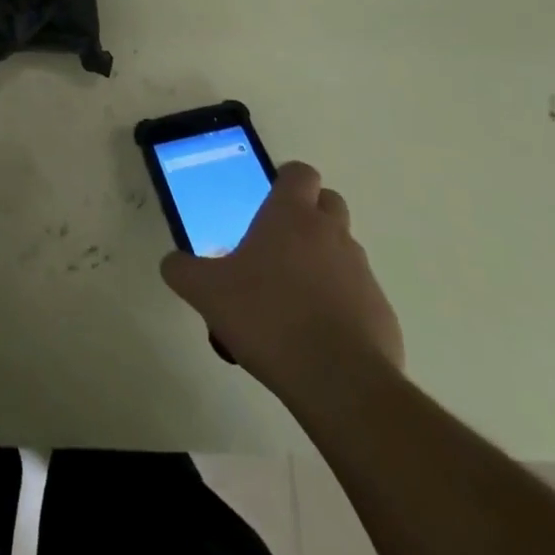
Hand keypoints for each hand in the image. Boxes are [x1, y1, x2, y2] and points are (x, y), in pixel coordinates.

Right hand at [160, 162, 402, 402]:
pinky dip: (342, 302)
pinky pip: (359, 294)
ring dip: (324, 259)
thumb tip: (173, 263)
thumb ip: (182, 270)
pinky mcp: (382, 312)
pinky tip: (317, 332)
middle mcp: (331, 234)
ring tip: (293, 294)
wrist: (339, 382)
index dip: (285, 181)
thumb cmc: (267, 317)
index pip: (300, 173)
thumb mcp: (205, 292)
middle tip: (279, 243)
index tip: (268, 200)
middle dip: (309, 214)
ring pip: (344, 248)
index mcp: (291, 216)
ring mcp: (362, 272)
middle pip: (329, 202)